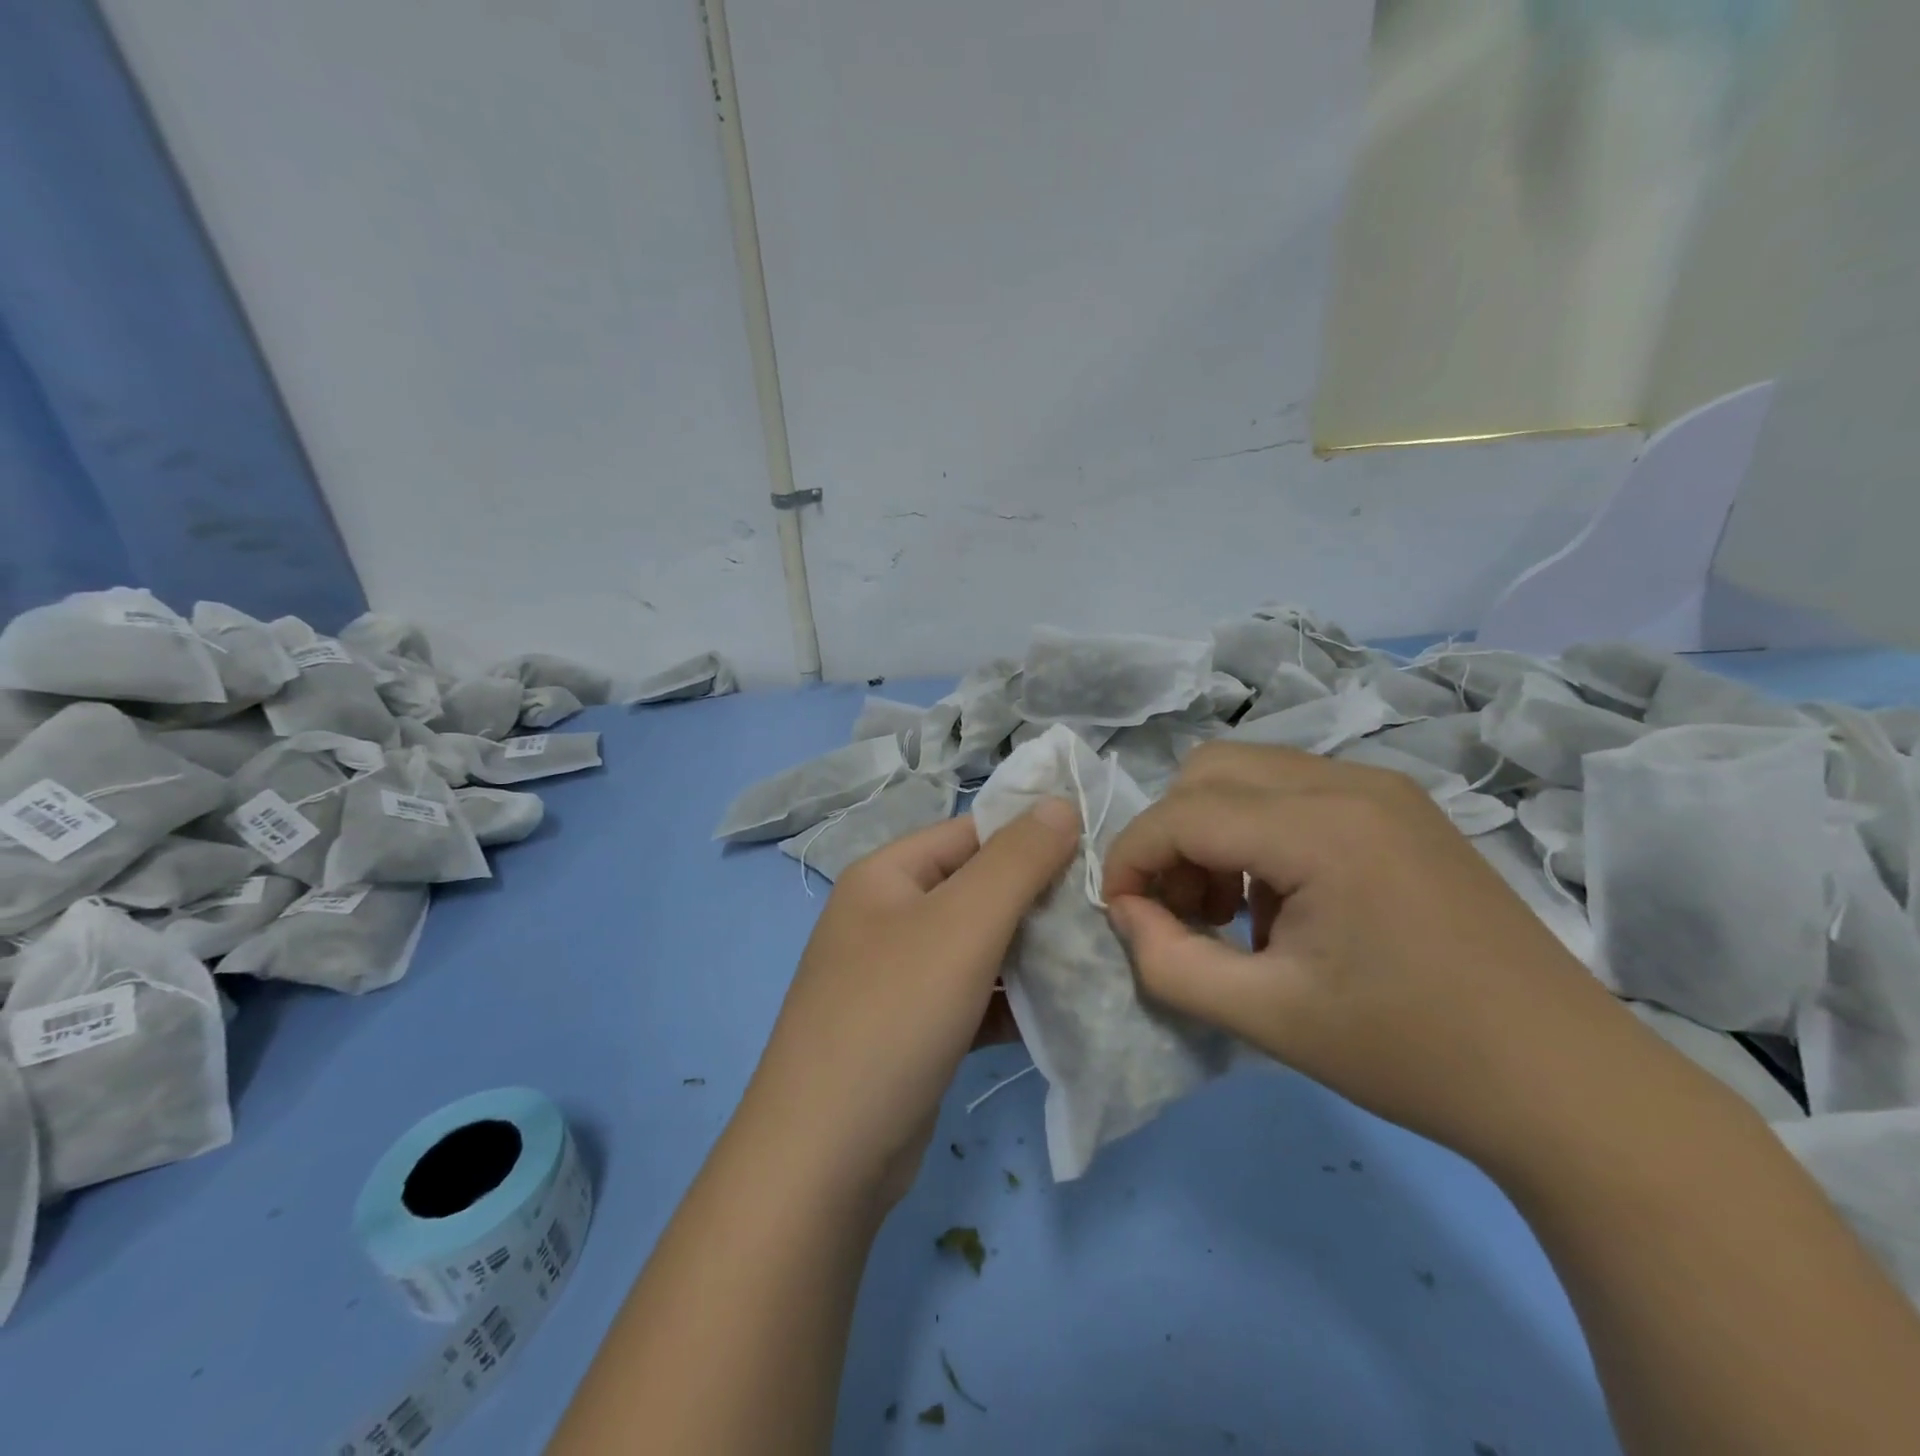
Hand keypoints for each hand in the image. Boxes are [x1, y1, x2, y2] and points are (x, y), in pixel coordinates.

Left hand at [740, 800, 1079, 1209]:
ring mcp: (898, 977)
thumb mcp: (962, 924)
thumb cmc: (894, 1014)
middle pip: (977, 891)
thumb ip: (1017, 860)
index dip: (1031, 839)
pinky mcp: (914, 1030)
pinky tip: (1061, 1014)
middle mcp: (888, 918)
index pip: (971, 834)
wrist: (826, 1156)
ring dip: (1031, 955)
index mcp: (887, 875)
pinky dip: (1011, 1003)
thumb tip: (1059, 801)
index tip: (1096, 857)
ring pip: (979, 948)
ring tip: (1095, 960)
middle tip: (1104, 915)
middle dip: (1038, 902)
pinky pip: (973, 998)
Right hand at [1102, 742, 1632, 1167]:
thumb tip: (1126, 913)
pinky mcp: (1400, 807)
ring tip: (1230, 910)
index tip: (1120, 913)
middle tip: (1180, 908)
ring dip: (1213, 830)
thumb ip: (1169, 963)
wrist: (1567, 1083)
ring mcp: (1382, 788)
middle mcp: (1349, 782)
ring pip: (1249, 773)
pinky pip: (1294, 792)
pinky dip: (1258, 832)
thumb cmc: (1412, 1054)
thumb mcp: (1266, 1018)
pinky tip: (1283, 900)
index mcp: (1321, 828)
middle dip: (1171, 835)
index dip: (1131, 858)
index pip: (1182, 813)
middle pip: (1208, 771)